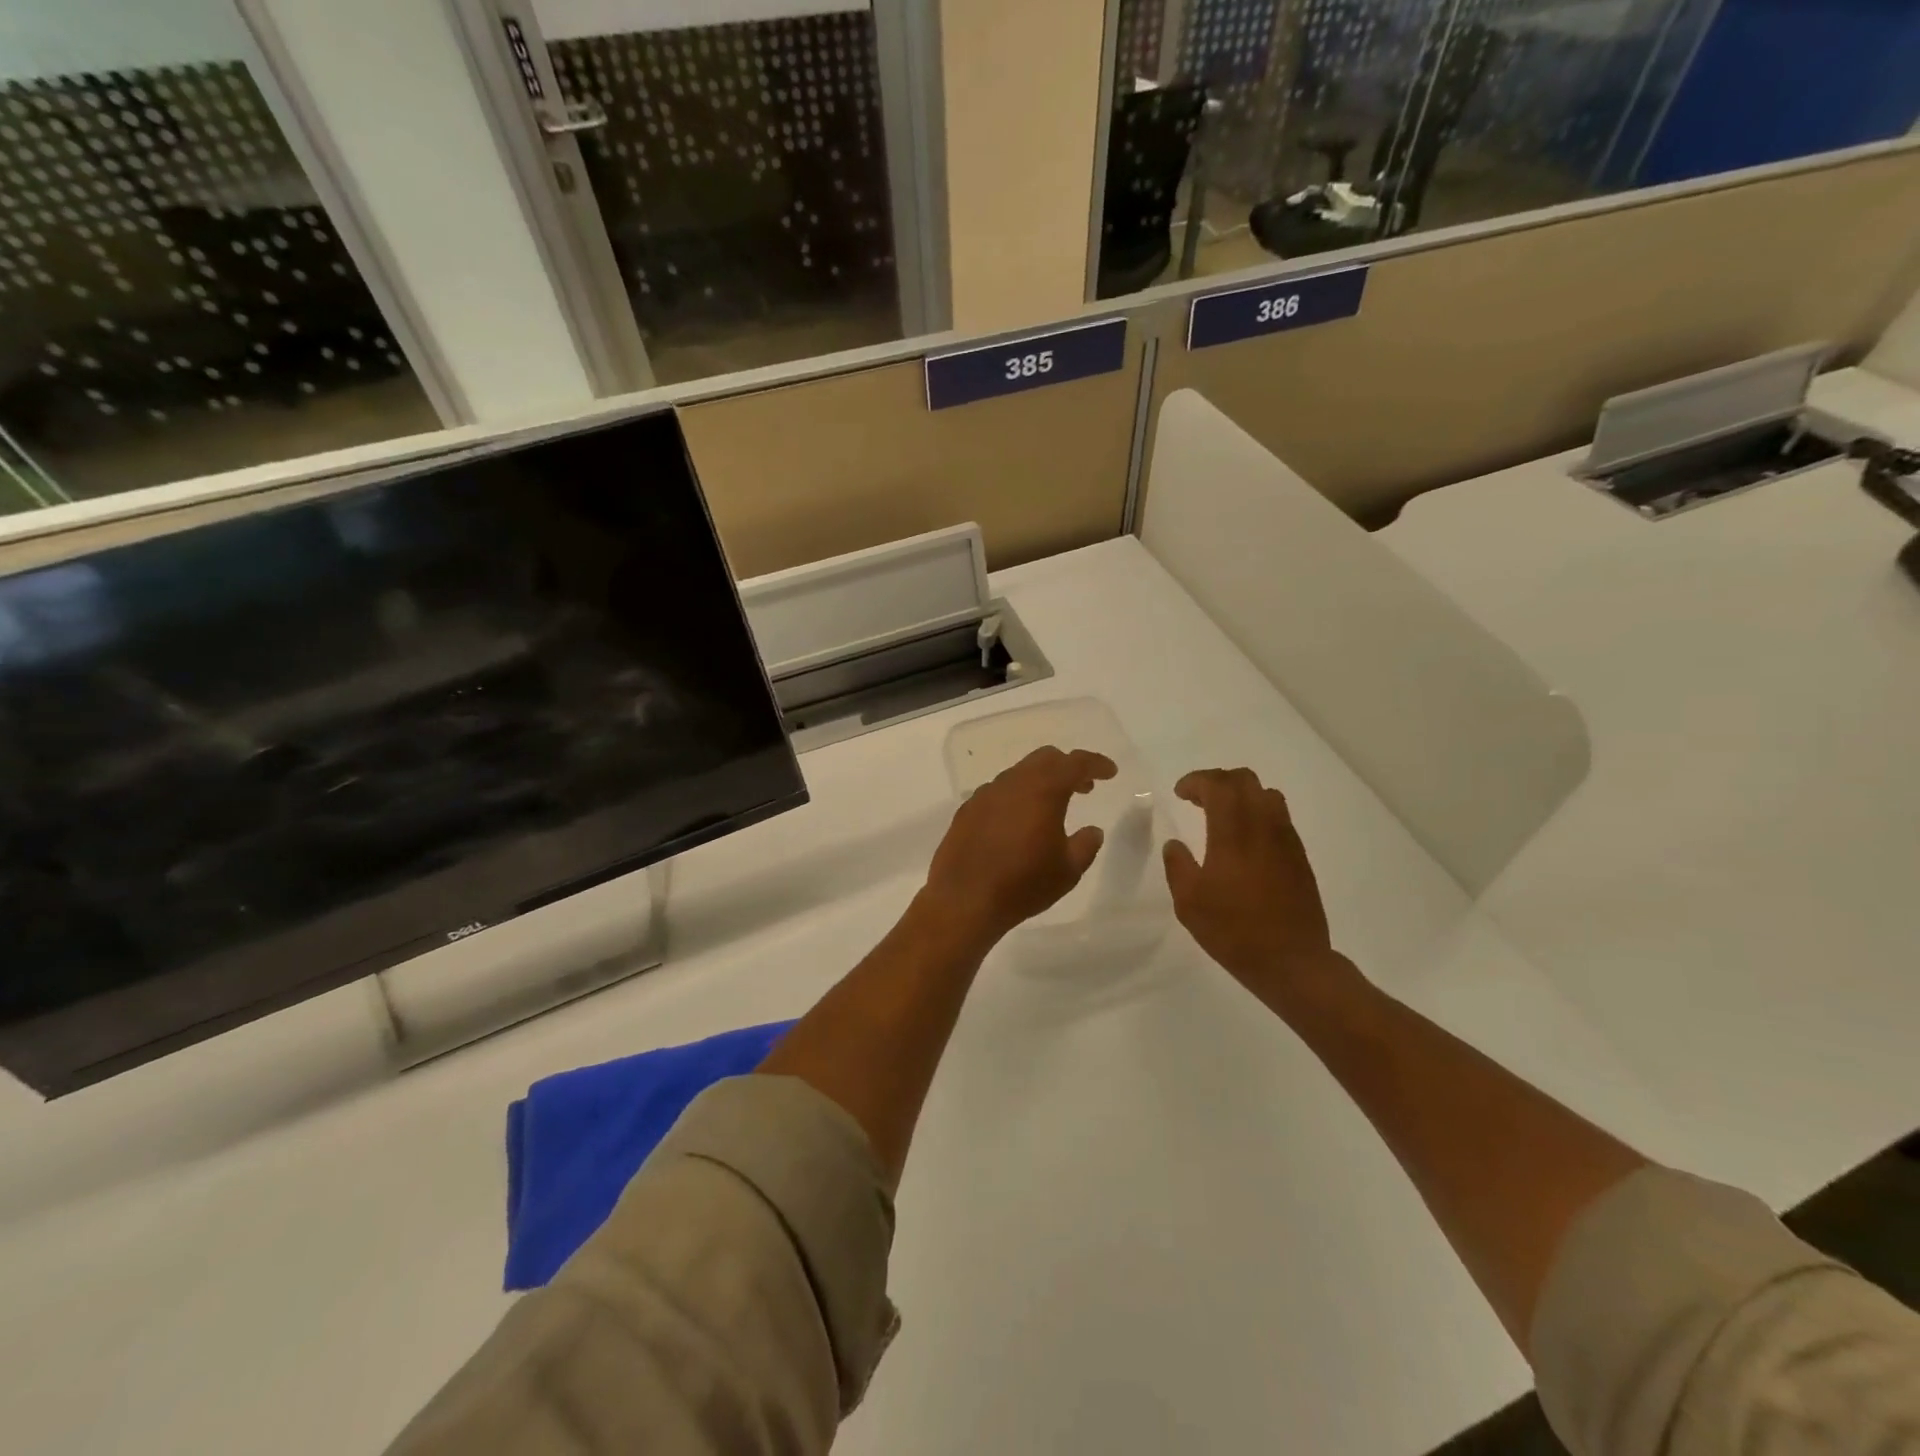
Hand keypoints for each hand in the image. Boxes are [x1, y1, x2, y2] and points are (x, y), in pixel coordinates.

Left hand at [923, 746, 1116, 945]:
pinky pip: (998, 792)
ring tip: (1052, 807)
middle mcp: (1012, 783)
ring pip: (1019, 773)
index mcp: (1043, 790)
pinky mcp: (967, 810)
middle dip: (1068, 767)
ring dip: (1040, 781)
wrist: (964, 900)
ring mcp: (985, 794)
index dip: (1096, 763)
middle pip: (1045, 759)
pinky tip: (1018, 822)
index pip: (1075, 763)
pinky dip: (1016, 796)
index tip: (1110, 772)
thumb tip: (1093, 831)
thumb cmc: (1023, 884)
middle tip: (1084, 788)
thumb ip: (1086, 845)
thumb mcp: (1068, 870)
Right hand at [1163, 768, 1347, 1000]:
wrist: (1293, 961)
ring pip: (1267, 794)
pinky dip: (1258, 813)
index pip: (1218, 785)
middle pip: (1245, 780)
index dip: (1196, 781)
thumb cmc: (1234, 931)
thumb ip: (1178, 866)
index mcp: (1233, 833)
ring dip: (1241, 794)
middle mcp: (1263, 826)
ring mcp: (1286, 840)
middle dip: (1218, 780)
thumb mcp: (1189, 902)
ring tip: (1222, 814)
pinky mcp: (1299, 856)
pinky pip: (1279, 817)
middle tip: (1197, 798)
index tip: (1179, 793)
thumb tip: (1175, 844)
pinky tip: (1245, 839)